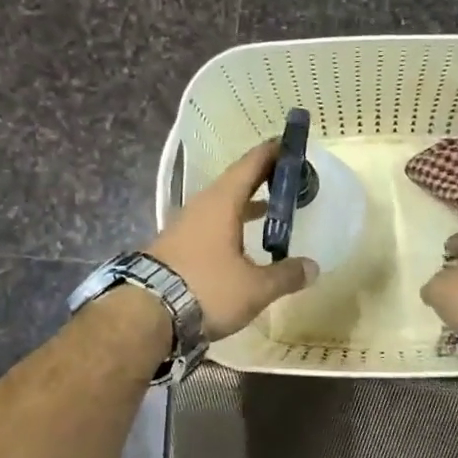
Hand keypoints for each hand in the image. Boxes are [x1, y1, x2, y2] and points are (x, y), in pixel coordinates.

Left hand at [147, 140, 318, 340]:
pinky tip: (240, 246)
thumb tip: (312, 267)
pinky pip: (209, 227)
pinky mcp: (174, 248)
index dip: (270, 153)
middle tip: (286, 179)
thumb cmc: (206, 289)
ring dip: (244, 206)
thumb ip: (285, 275)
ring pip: (220, 207)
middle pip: (234, 184)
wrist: (144, 314)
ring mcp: (183, 227)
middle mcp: (200, 207)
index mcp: (221, 203)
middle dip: (260, 180)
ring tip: (269, 211)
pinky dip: (229, 226)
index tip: (288, 143)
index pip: (249, 166)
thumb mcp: (254, 288)